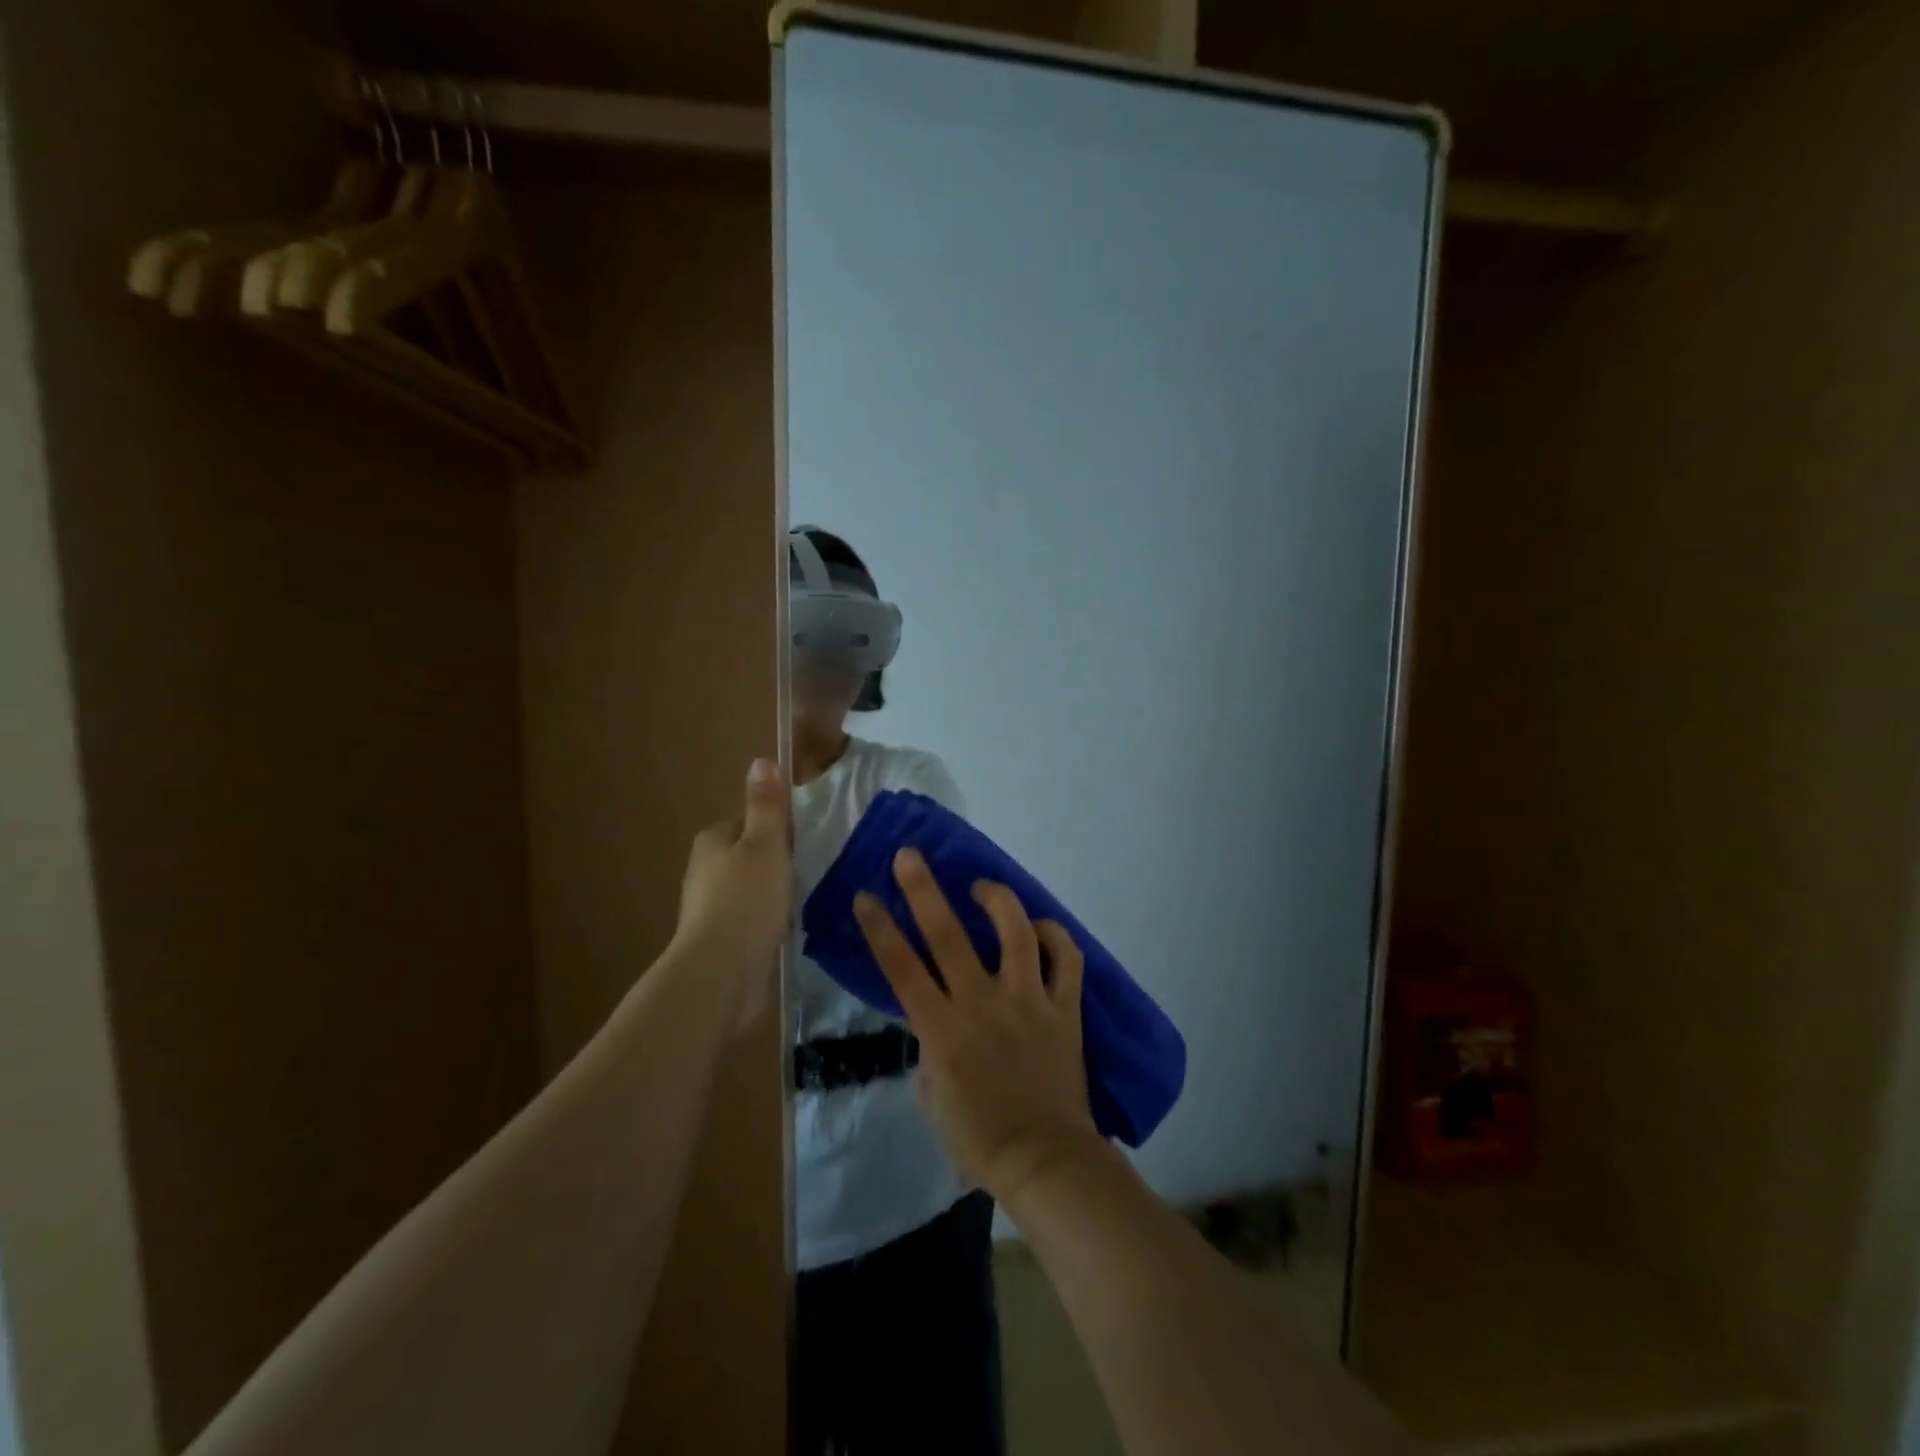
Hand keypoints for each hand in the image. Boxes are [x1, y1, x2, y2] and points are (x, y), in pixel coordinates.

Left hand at [673, 759, 792, 1032]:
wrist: (722, 972)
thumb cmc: (746, 899)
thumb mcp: (764, 844)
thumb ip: (766, 805)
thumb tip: (761, 760)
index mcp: (713, 840)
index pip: (751, 820)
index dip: (780, 827)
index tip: (806, 840)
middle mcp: (706, 870)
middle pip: (752, 853)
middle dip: (779, 860)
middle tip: (812, 869)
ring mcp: (712, 907)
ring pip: (753, 887)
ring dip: (776, 891)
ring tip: (807, 898)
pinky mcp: (723, 938)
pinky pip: (754, 917)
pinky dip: (771, 918)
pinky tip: (790, 926)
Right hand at [855, 848, 1099, 1203]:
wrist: (1044, 1158)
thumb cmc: (977, 1136)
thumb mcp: (931, 1095)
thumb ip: (928, 1046)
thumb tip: (933, 1016)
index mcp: (943, 1029)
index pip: (901, 968)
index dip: (880, 929)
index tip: (866, 897)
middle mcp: (982, 1002)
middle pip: (948, 935)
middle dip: (923, 890)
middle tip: (909, 856)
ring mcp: (1028, 1000)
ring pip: (1015, 932)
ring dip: (996, 899)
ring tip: (981, 887)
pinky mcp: (1064, 1007)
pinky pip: (1066, 958)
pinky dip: (1054, 936)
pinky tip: (1040, 929)